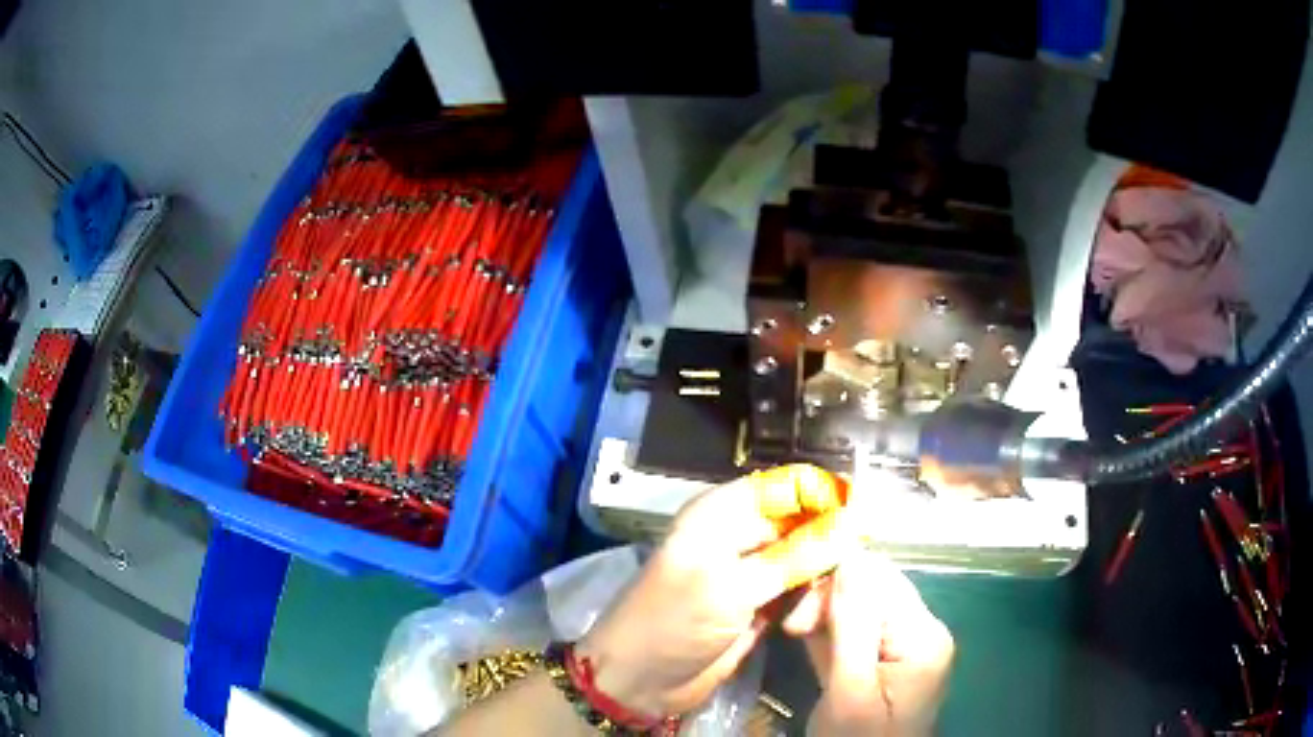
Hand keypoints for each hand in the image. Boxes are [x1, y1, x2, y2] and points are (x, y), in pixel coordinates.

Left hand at [578, 465, 849, 717]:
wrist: (640, 680)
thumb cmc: (674, 623)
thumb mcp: (732, 587)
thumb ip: (795, 556)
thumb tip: (851, 521)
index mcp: (722, 513)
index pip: (788, 487)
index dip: (826, 498)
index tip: (862, 523)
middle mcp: (739, 535)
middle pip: (803, 522)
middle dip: (829, 544)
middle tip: (848, 574)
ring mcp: (751, 572)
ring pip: (806, 558)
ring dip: (820, 579)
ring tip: (817, 607)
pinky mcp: (759, 603)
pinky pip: (798, 590)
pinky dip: (809, 601)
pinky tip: (808, 619)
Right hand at [784, 553, 954, 736]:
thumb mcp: (851, 691)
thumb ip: (851, 627)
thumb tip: (848, 558)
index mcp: (922, 635)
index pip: (880, 580)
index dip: (835, 586)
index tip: (795, 620)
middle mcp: (920, 630)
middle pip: (873, 588)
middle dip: (828, 600)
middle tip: (791, 631)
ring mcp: (906, 644)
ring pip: (860, 605)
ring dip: (824, 615)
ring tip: (796, 636)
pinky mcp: (888, 657)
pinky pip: (859, 628)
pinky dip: (831, 630)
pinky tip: (809, 638)